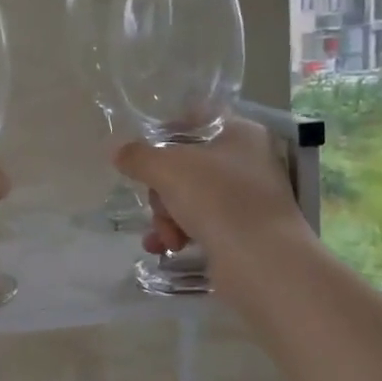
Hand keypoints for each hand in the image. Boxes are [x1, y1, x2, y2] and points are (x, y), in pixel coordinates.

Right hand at [113, 119, 303, 261]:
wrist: (262, 261)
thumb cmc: (217, 198)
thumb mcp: (167, 168)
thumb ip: (138, 156)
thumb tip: (119, 152)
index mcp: (240, 132)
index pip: (195, 119)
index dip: (164, 133)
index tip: (142, 154)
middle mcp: (248, 160)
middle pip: (186, 164)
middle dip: (162, 191)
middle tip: (160, 207)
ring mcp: (247, 197)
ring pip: (189, 196)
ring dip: (167, 216)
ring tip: (166, 238)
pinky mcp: (243, 230)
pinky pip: (201, 223)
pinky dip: (180, 233)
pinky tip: (166, 248)